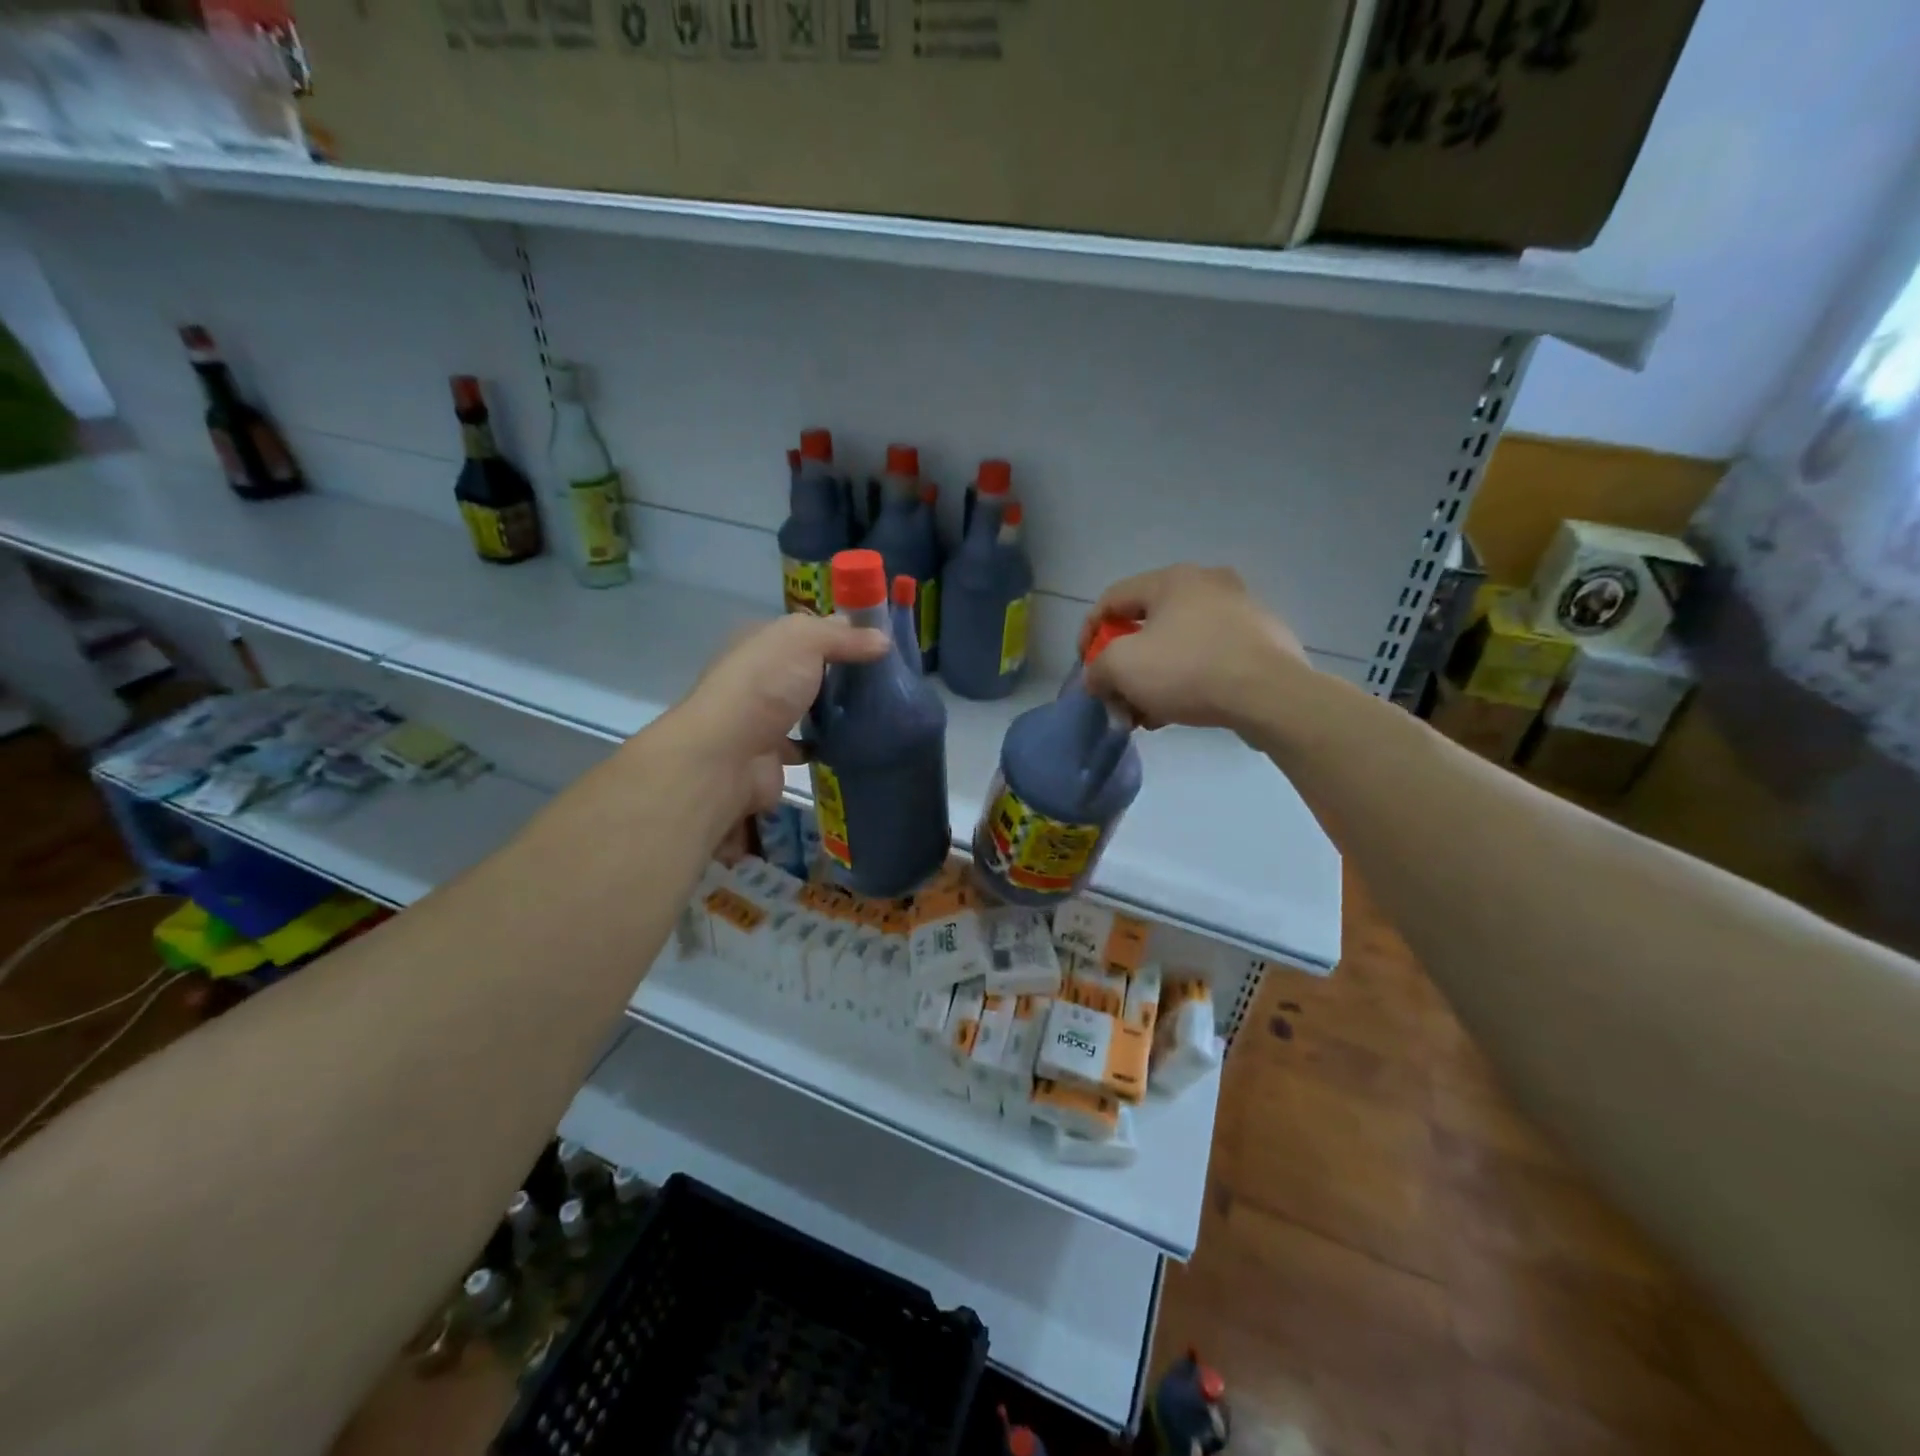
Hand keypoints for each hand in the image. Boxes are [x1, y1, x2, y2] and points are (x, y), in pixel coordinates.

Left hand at [663, 613, 889, 819]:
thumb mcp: (806, 641)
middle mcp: (758, 676)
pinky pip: (805, 744)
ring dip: (832, 709)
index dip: (840, 632)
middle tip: (885, 680)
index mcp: (760, 641)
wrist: (729, 755)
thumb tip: (882, 640)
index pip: (805, 629)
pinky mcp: (771, 753)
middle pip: (806, 668)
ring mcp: (762, 716)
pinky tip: (854, 742)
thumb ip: (844, 637)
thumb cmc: (765, 685)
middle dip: (840, 672)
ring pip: (805, 706)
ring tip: (876, 710)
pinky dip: (825, 744)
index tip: (879, 644)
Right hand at [1080, 565, 1307, 732]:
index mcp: (1172, 579)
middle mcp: (1208, 584)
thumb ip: (1097, 669)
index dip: (1088, 633)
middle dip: (1124, 664)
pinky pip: (1208, 657)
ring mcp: (1240, 611)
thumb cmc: (1188, 669)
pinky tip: (1178, 711)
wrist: (1270, 695)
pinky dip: (1186, 680)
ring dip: (1153, 678)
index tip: (1085, 668)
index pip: (1112, 599)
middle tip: (1116, 695)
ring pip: (1178, 644)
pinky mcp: (1262, 641)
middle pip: (1147, 624)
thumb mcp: (1122, 668)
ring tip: (1145, 714)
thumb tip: (1097, 679)